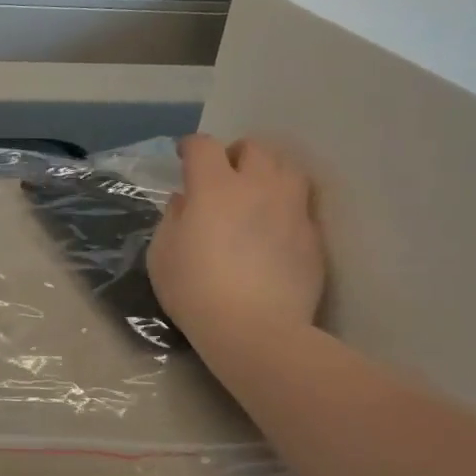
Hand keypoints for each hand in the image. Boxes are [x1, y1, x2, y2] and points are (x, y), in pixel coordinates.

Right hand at [148, 135, 324, 349]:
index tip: (183, 156)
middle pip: (254, 148)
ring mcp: (291, 209)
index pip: (204, 146)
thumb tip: (185, 200)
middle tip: (224, 173)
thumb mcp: (162, 255)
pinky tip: (274, 226)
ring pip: (287, 168)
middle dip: (236, 153)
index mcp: (214, 187)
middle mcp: (258, 186)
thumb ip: (173, 218)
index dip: (191, 146)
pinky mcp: (313, 235)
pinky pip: (300, 204)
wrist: (256, 329)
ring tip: (257, 191)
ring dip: (268, 172)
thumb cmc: (196, 291)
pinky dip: (285, 205)